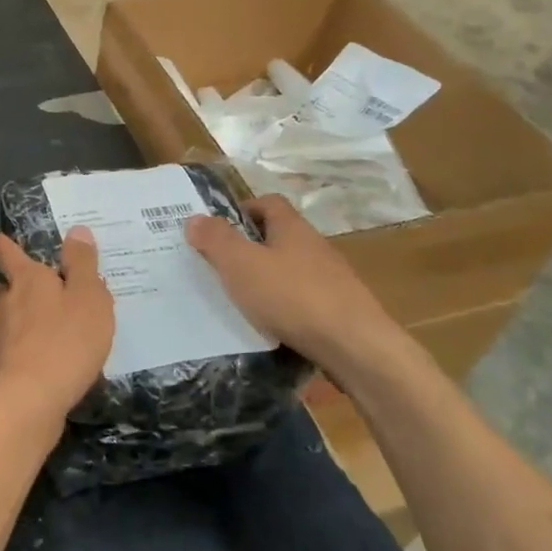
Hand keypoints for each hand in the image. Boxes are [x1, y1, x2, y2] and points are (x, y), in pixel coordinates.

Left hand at [0, 229, 114, 443]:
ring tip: (31, 320)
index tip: (3, 241)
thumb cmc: (65, 342)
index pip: (6, 252)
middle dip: (5, 283)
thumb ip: (83, 264)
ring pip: (0, 317)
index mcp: (27, 279)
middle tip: (20, 284)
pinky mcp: (1, 368)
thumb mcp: (88, 298)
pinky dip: (21, 347)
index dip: (5, 245)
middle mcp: (6, 303)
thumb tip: (76, 230)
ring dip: (11, 315)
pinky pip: (10, 348)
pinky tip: (38, 357)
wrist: (28, 401)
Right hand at [184, 194, 398, 370]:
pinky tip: (271, 328)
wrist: (356, 348)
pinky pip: (304, 300)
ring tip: (241, 301)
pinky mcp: (340, 311)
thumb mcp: (241, 264)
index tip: (218, 229)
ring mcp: (332, 280)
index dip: (242, 210)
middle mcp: (315, 246)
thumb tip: (195, 218)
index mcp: (291, 227)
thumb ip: (215, 239)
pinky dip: (285, 308)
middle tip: (221, 266)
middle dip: (250, 248)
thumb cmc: (292, 296)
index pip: (268, 202)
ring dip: (268, 280)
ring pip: (291, 270)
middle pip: (279, 236)